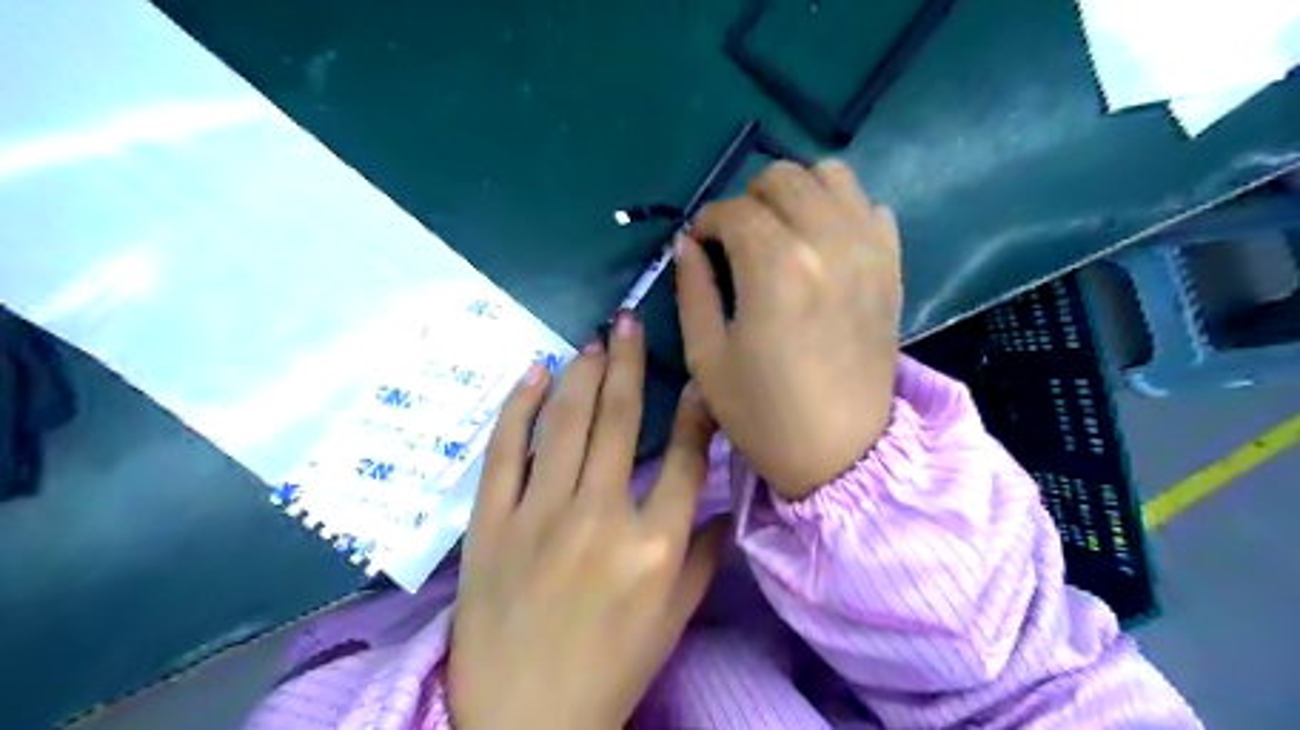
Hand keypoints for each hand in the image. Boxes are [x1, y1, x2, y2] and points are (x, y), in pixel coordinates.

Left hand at [452, 315, 725, 729]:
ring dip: (584, 373)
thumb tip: (722, 503)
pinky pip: (505, 449)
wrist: (523, 719)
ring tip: (595, 339)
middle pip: (621, 420)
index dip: (695, 407)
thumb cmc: (610, 670)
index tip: (696, 373)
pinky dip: (519, 405)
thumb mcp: (674, 620)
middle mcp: (601, 515)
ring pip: (567, 422)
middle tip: (629, 323)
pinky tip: (535, 371)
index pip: (685, 455)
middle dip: (629, 363)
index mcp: (655, 544)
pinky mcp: (492, 521)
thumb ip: (704, 556)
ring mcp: (541, 513)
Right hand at [677, 160, 900, 501]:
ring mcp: (869, 249)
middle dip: (748, 199)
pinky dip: (842, 211)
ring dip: (798, 193)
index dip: (706, 222)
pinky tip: (824, 245)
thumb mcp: (706, 358)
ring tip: (781, 231)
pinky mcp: (892, 267)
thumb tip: (686, 245)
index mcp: (776, 267)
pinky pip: (870, 208)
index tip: (697, 244)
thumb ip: (693, 290)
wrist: (841, 452)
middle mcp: (827, 241)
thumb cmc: (763, 413)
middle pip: (783, 178)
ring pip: (832, 176)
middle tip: (736, 238)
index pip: (734, 211)